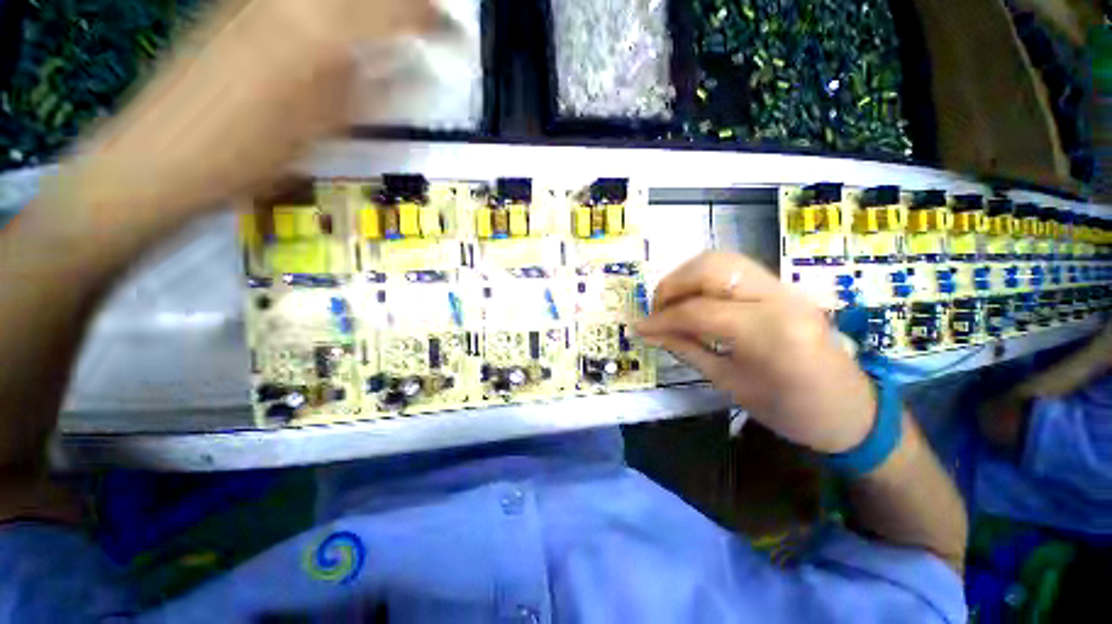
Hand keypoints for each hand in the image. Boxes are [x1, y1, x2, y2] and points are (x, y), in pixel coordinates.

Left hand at [54, 0, 434, 223]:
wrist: (162, 154)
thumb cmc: (251, 153)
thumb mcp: (328, 129)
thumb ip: (378, 93)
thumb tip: (420, 77)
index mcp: (321, 31)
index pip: (397, 10)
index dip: (434, 21)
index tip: (454, 36)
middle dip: (405, 2)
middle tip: (427, 21)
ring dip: (370, 5)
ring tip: (391, 21)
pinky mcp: (235, 3)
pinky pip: (296, 0)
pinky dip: (329, 8)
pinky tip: (336, 24)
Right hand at [636, 252, 876, 453]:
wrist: (852, 411)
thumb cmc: (791, 411)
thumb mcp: (731, 384)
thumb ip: (687, 349)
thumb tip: (650, 331)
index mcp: (769, 333)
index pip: (699, 311)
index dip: (661, 319)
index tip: (640, 328)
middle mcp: (779, 297)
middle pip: (710, 268)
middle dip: (672, 285)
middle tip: (656, 310)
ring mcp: (785, 287)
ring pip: (721, 260)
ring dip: (686, 277)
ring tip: (671, 304)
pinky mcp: (783, 287)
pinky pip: (733, 269)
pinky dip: (703, 279)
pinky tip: (694, 300)